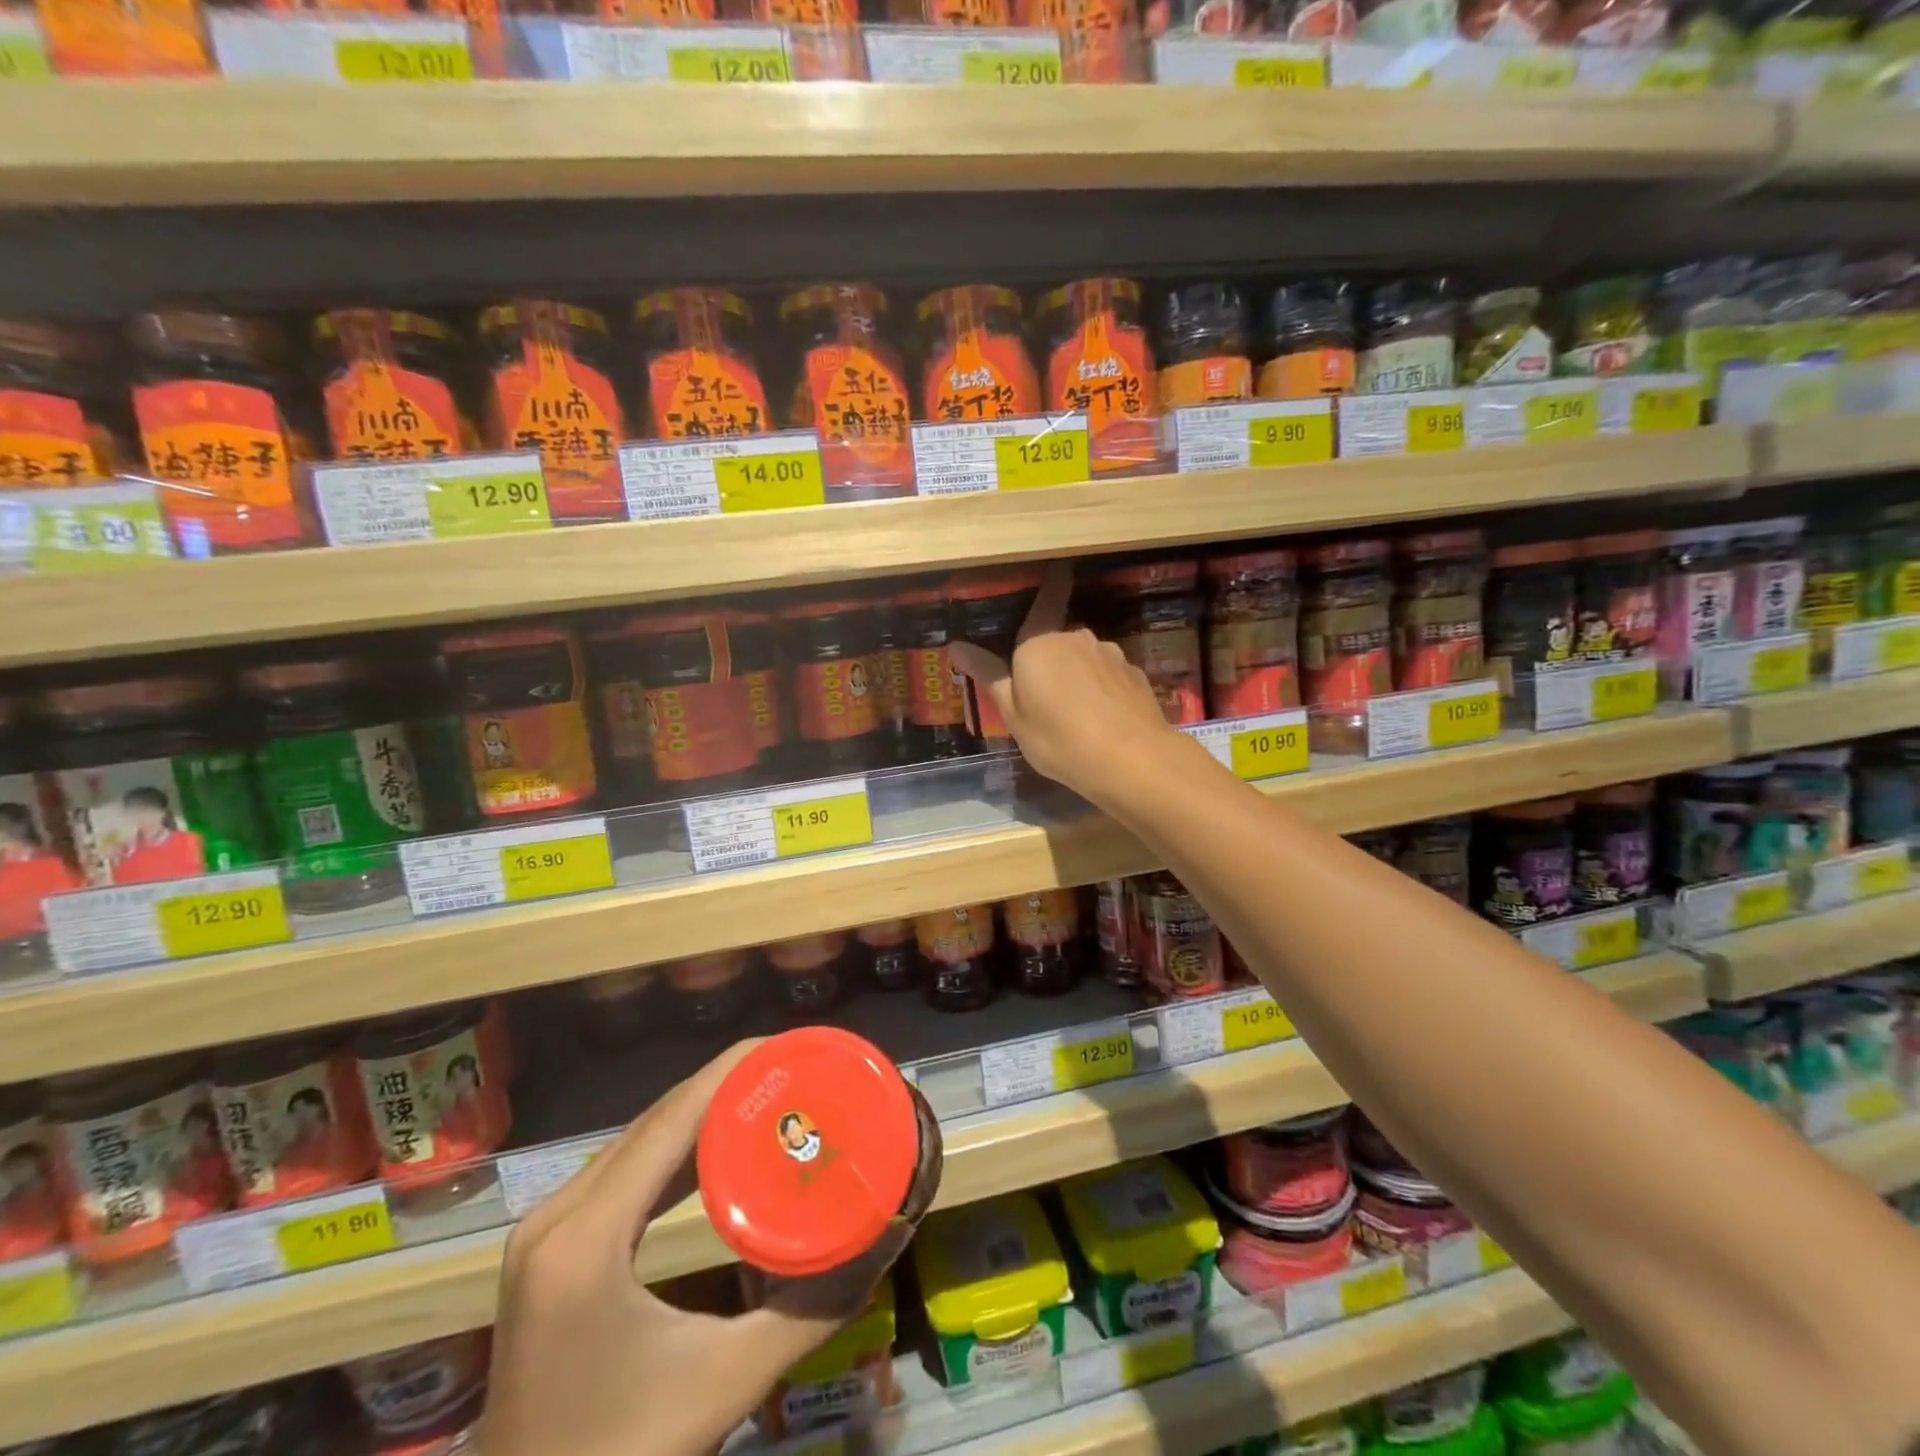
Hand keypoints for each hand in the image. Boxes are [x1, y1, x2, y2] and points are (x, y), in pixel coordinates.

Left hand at [482, 1042, 908, 1455]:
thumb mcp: (725, 1383)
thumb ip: (810, 1309)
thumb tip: (883, 1242)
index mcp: (586, 1239)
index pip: (671, 1120)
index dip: (731, 1071)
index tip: (790, 1046)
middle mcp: (557, 1216)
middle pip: (655, 1121)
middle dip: (726, 1086)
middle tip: (794, 1070)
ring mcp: (546, 1231)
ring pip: (637, 1140)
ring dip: (702, 1112)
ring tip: (769, 1094)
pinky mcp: (551, 1248)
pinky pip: (623, 1171)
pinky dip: (675, 1148)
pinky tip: (718, 1147)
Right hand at [948, 560, 1185, 804]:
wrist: (1130, 758)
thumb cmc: (1058, 738)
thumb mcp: (1013, 715)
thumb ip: (989, 677)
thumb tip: (957, 645)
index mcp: (1039, 643)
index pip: (1045, 601)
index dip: (1051, 584)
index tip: (1058, 567)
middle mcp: (1076, 638)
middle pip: (1059, 638)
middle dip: (1051, 657)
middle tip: (1042, 694)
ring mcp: (1111, 655)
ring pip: (1086, 657)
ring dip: (1078, 674)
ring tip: (1075, 713)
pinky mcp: (1135, 675)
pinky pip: (1109, 676)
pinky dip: (1102, 689)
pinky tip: (1102, 718)